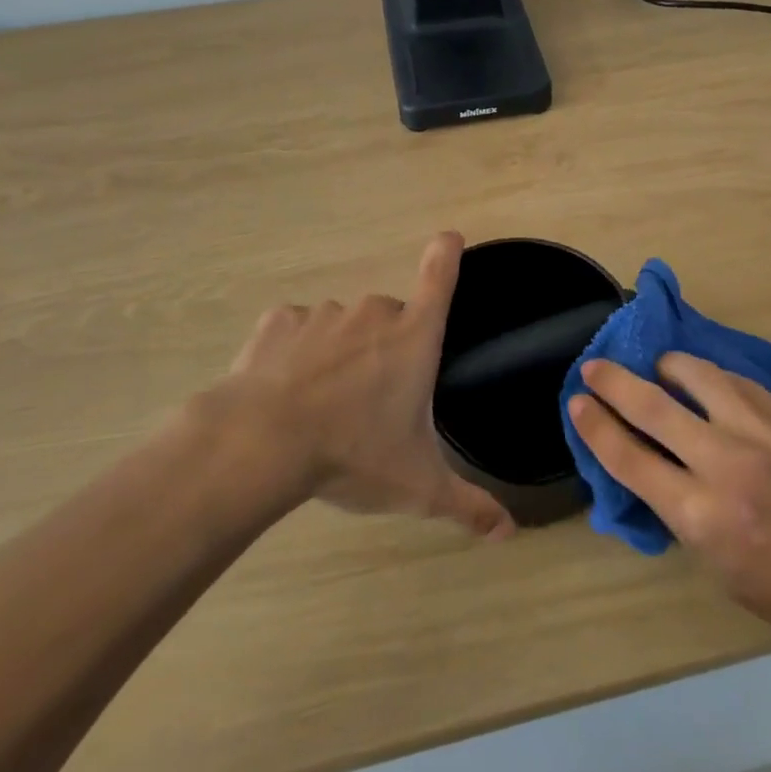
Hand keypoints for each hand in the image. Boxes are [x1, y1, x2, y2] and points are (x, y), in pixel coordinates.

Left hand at [211, 232, 511, 538]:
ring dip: (340, 352)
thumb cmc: (353, 454)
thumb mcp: (418, 487)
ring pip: (342, 325)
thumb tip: (509, 533)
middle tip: (370, 397)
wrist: (261, 443)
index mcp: (413, 337)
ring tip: (323, 402)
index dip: (447, 253)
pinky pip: (298, 330)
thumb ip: (468, 506)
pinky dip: (296, 351)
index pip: (441, 276)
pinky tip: (286, 388)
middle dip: (385, 347)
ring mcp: (323, 314)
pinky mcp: (279, 322)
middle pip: (390, 317)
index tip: (448, 238)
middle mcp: (373, 313)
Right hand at [569, 355, 770, 652]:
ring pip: (697, 375)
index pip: (630, 458)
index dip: (596, 426)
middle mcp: (726, 465)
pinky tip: (705, 383)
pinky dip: (710, 378)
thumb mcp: (713, 564)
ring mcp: (762, 434)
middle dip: (614, 382)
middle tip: (593, 366)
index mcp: (701, 516)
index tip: (577, 402)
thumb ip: (676, 507)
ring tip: (658, 369)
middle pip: (653, 407)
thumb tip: (646, 460)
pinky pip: (737, 382)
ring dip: (666, 367)